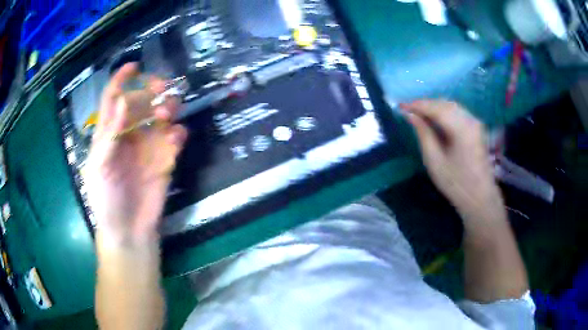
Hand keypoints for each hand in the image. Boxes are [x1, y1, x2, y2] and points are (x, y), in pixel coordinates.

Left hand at [86, 63, 187, 242]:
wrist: (128, 231)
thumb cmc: (106, 200)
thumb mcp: (100, 168)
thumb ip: (109, 136)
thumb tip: (122, 101)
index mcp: (108, 133)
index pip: (113, 98)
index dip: (122, 80)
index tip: (135, 66)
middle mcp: (128, 134)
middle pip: (140, 102)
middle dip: (150, 92)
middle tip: (162, 90)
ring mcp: (147, 146)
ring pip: (160, 116)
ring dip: (167, 109)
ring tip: (168, 116)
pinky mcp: (164, 159)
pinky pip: (174, 139)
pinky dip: (177, 134)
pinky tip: (177, 139)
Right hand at [400, 100, 501, 218]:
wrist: (480, 198)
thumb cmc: (456, 183)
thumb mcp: (435, 161)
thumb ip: (423, 134)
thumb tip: (410, 115)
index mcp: (461, 128)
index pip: (435, 108)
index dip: (417, 105)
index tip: (400, 106)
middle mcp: (470, 120)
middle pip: (444, 103)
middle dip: (425, 104)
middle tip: (408, 110)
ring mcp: (475, 123)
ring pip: (451, 106)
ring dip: (434, 107)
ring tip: (419, 114)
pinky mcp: (477, 128)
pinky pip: (458, 112)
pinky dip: (444, 112)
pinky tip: (435, 118)